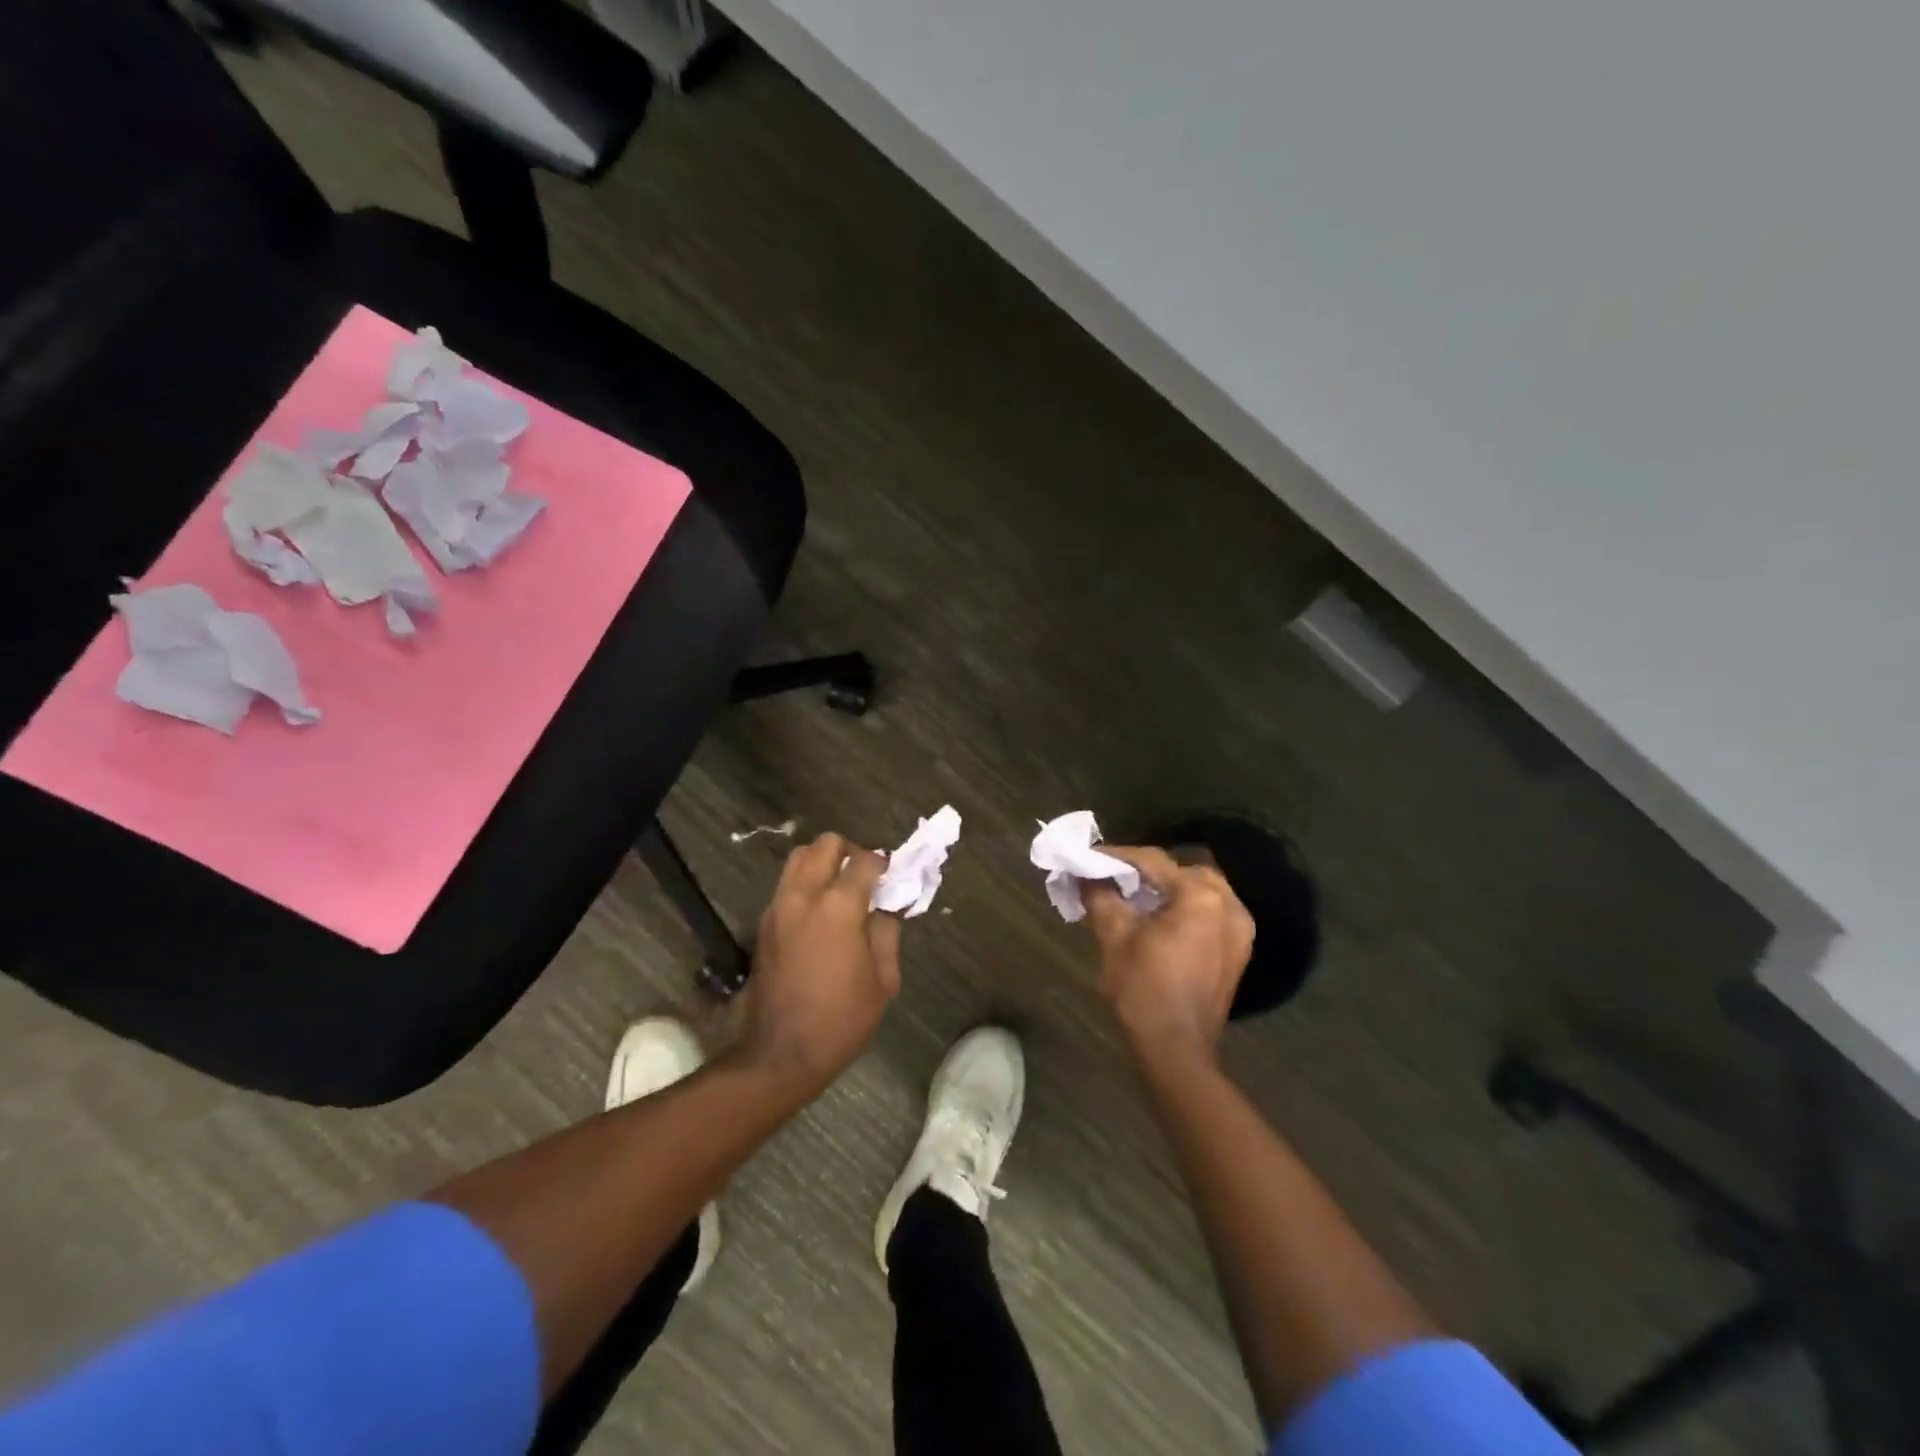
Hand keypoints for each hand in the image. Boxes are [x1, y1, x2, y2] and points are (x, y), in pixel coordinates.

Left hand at [737, 833, 902, 1088]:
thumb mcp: (883, 978)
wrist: (781, 1054)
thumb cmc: (841, 1019)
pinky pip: (787, 885)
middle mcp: (804, 896)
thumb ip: (887, 931)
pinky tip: (821, 914)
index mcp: (838, 907)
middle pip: (825, 845)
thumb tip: (888, 905)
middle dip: (850, 852)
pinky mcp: (764, 923)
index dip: (884, 863)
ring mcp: (778, 907)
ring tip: (841, 891)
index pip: (865, 861)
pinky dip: (806, 884)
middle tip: (866, 878)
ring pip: (799, 858)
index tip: (894, 877)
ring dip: (823, 863)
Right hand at [1081, 848, 1254, 1067]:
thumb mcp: (1114, 936)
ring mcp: (1239, 930)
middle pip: (1179, 872)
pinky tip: (1157, 920)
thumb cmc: (1143, 990)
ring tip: (1132, 899)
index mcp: (1200, 896)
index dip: (1116, 856)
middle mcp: (1229, 905)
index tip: (1088, 857)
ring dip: (1165, 890)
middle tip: (1111, 878)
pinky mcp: (1237, 952)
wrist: (1177, 1052)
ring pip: (1197, 892)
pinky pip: (1209, 914)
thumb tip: (1085, 874)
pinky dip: (1183, 909)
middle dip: (1144, 872)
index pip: (1152, 861)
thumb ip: (1100, 896)